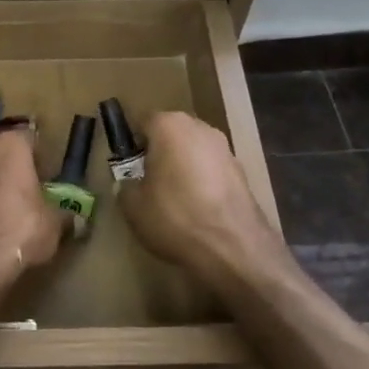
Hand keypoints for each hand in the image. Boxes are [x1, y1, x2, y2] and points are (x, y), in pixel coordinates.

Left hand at [0, 129, 66, 291]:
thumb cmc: (19, 230)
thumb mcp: (53, 225)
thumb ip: (64, 216)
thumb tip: (76, 219)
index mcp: (9, 148)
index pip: (28, 138)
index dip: (39, 156)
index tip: (48, 175)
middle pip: (2, 156)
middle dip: (14, 172)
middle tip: (30, 195)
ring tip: (7, 216)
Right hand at [117, 113, 277, 288]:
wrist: (232, 247)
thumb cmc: (175, 216)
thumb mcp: (132, 205)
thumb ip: (126, 186)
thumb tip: (130, 184)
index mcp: (169, 126)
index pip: (143, 121)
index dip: (132, 143)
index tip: (127, 166)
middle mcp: (200, 128)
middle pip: (171, 133)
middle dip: (159, 152)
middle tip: (148, 182)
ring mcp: (225, 149)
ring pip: (193, 151)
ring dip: (182, 167)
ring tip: (173, 199)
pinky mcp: (242, 172)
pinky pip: (212, 170)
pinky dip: (203, 182)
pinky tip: (197, 209)